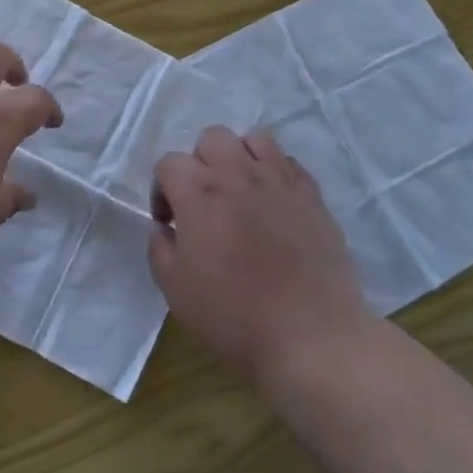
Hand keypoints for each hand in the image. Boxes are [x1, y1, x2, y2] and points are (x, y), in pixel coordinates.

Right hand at [149, 126, 374, 379]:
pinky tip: (274, 204)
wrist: (309, 334)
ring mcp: (280, 179)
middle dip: (200, 162)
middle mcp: (238, 174)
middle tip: (205, 201)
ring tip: (242, 192)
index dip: (163, 189)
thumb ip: (160, 249)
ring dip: (240, 158)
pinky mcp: (312, 193)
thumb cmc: (234, 315)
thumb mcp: (176, 290)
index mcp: (200, 193)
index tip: (170, 222)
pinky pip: (289, 162)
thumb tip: (164, 227)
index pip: (169, 162)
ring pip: (254, 139)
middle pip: (212, 137)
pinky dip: (275, 173)